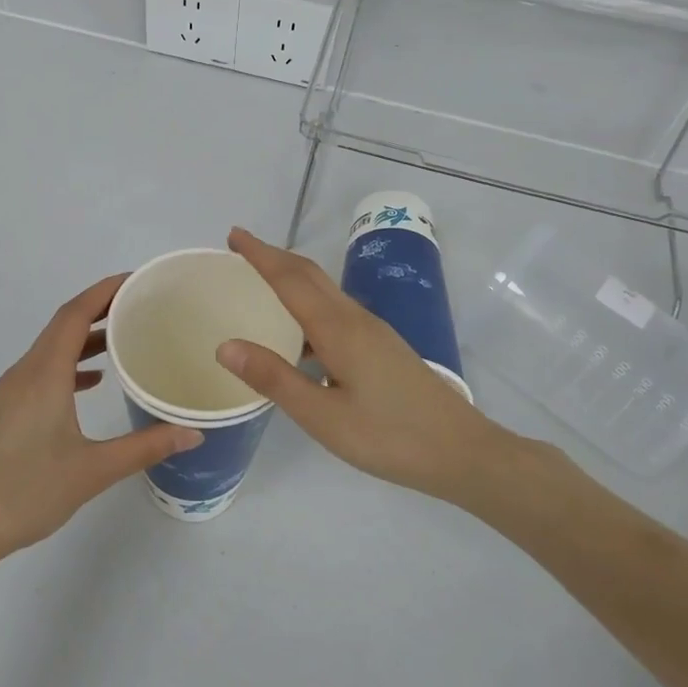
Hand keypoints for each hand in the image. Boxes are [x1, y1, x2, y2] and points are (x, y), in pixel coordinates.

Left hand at [0, 275, 202, 573]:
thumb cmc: (25, 492)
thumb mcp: (93, 470)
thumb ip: (145, 447)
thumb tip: (193, 433)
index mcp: (44, 374)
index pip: (74, 314)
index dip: (104, 291)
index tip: (135, 279)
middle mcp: (24, 372)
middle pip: (62, 324)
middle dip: (99, 308)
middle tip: (139, 305)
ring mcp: (11, 391)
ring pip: (51, 348)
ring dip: (84, 337)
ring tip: (123, 337)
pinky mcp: (5, 410)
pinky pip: (42, 370)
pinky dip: (69, 364)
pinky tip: (91, 382)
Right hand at [216, 228, 510, 502]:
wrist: (462, 451)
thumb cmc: (390, 437)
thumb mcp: (324, 417)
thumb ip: (275, 379)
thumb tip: (225, 346)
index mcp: (338, 329)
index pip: (290, 279)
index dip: (260, 255)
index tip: (233, 235)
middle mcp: (355, 319)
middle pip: (310, 274)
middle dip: (274, 256)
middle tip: (240, 249)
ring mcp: (373, 331)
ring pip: (325, 290)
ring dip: (291, 276)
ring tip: (261, 283)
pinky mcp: (382, 346)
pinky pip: (336, 310)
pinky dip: (308, 303)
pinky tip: (299, 334)